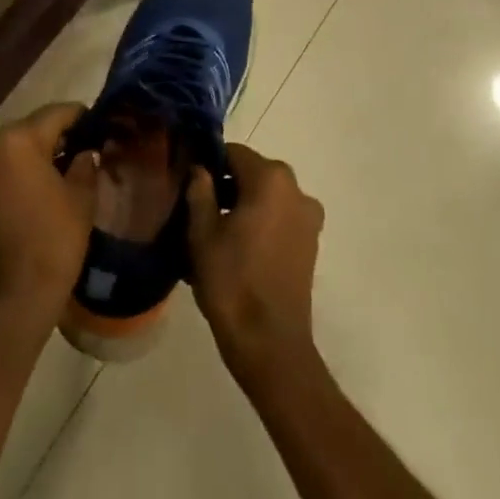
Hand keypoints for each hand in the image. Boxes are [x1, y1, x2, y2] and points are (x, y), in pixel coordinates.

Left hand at [0, 103, 98, 330]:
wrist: (13, 300)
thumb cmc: (53, 241)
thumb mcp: (81, 198)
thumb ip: (85, 164)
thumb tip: (85, 151)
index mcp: (19, 141)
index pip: (57, 114)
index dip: (82, 117)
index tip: (100, 124)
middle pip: (33, 129)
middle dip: (59, 135)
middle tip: (87, 146)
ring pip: (17, 150)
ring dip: (40, 154)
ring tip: (68, 168)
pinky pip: (4, 171)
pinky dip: (24, 172)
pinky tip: (46, 187)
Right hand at [186, 143, 324, 387]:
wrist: (270, 345)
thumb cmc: (232, 282)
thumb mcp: (202, 233)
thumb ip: (200, 191)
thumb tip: (200, 170)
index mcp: (270, 179)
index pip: (233, 153)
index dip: (208, 164)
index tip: (189, 182)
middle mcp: (295, 190)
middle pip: (252, 174)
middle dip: (226, 186)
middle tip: (197, 210)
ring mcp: (308, 218)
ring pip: (266, 197)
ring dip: (242, 206)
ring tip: (214, 233)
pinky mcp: (310, 243)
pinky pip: (279, 219)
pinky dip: (259, 224)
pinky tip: (237, 249)